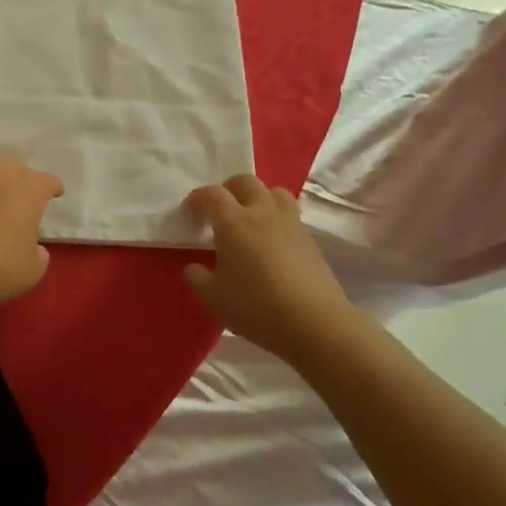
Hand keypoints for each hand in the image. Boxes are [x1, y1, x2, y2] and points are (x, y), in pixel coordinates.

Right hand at [183, 175, 355, 358]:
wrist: (315, 323)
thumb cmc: (257, 307)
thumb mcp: (214, 298)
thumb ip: (198, 278)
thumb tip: (194, 267)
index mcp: (235, 222)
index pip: (212, 195)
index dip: (197, 198)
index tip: (189, 211)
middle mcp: (263, 213)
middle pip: (245, 182)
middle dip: (227, 189)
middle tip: (218, 209)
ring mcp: (291, 223)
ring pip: (274, 192)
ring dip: (257, 197)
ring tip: (249, 218)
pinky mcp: (309, 239)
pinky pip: (289, 214)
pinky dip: (275, 217)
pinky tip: (270, 242)